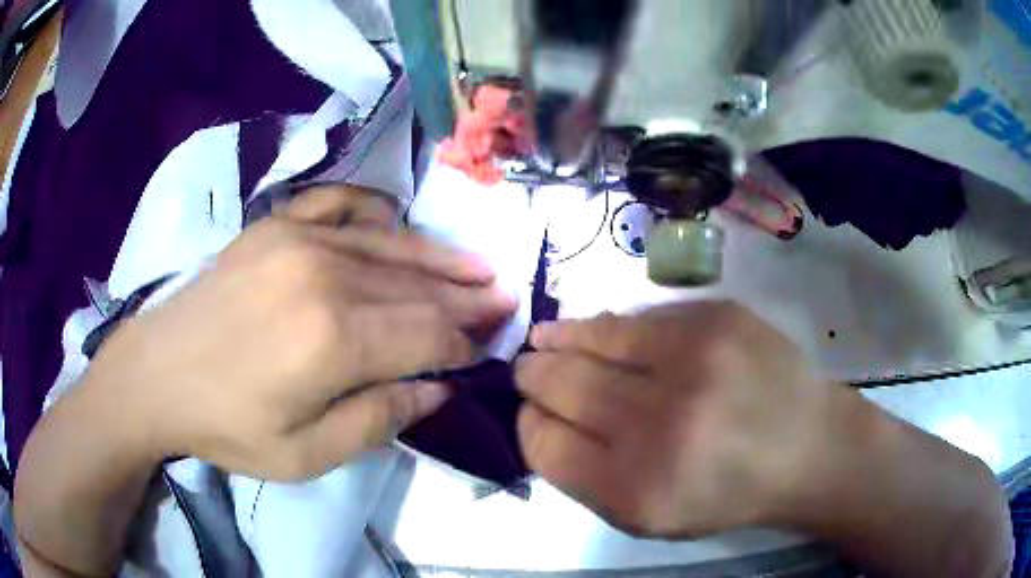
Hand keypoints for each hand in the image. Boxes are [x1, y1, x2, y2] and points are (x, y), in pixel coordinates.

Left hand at [84, 185, 516, 480]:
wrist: (158, 373)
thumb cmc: (229, 425)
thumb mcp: (306, 455)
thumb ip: (379, 419)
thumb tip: (437, 389)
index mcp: (335, 340)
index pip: (427, 335)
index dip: (464, 342)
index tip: (490, 346)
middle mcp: (326, 274)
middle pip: (417, 286)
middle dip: (466, 296)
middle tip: (505, 296)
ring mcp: (299, 238)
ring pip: (391, 244)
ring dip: (438, 257)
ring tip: (478, 265)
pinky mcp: (276, 223)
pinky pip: (341, 203)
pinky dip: (375, 212)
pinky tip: (394, 223)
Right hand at [515, 301, 859, 538]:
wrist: (807, 446)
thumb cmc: (726, 492)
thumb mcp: (647, 516)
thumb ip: (585, 476)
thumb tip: (541, 417)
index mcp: (635, 489)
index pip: (543, 442)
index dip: (528, 422)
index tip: (531, 413)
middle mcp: (659, 424)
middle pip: (558, 384)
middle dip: (532, 376)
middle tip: (527, 369)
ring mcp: (692, 361)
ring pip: (591, 338)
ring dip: (557, 338)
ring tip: (544, 338)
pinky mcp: (716, 317)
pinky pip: (638, 317)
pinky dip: (609, 327)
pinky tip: (599, 331)